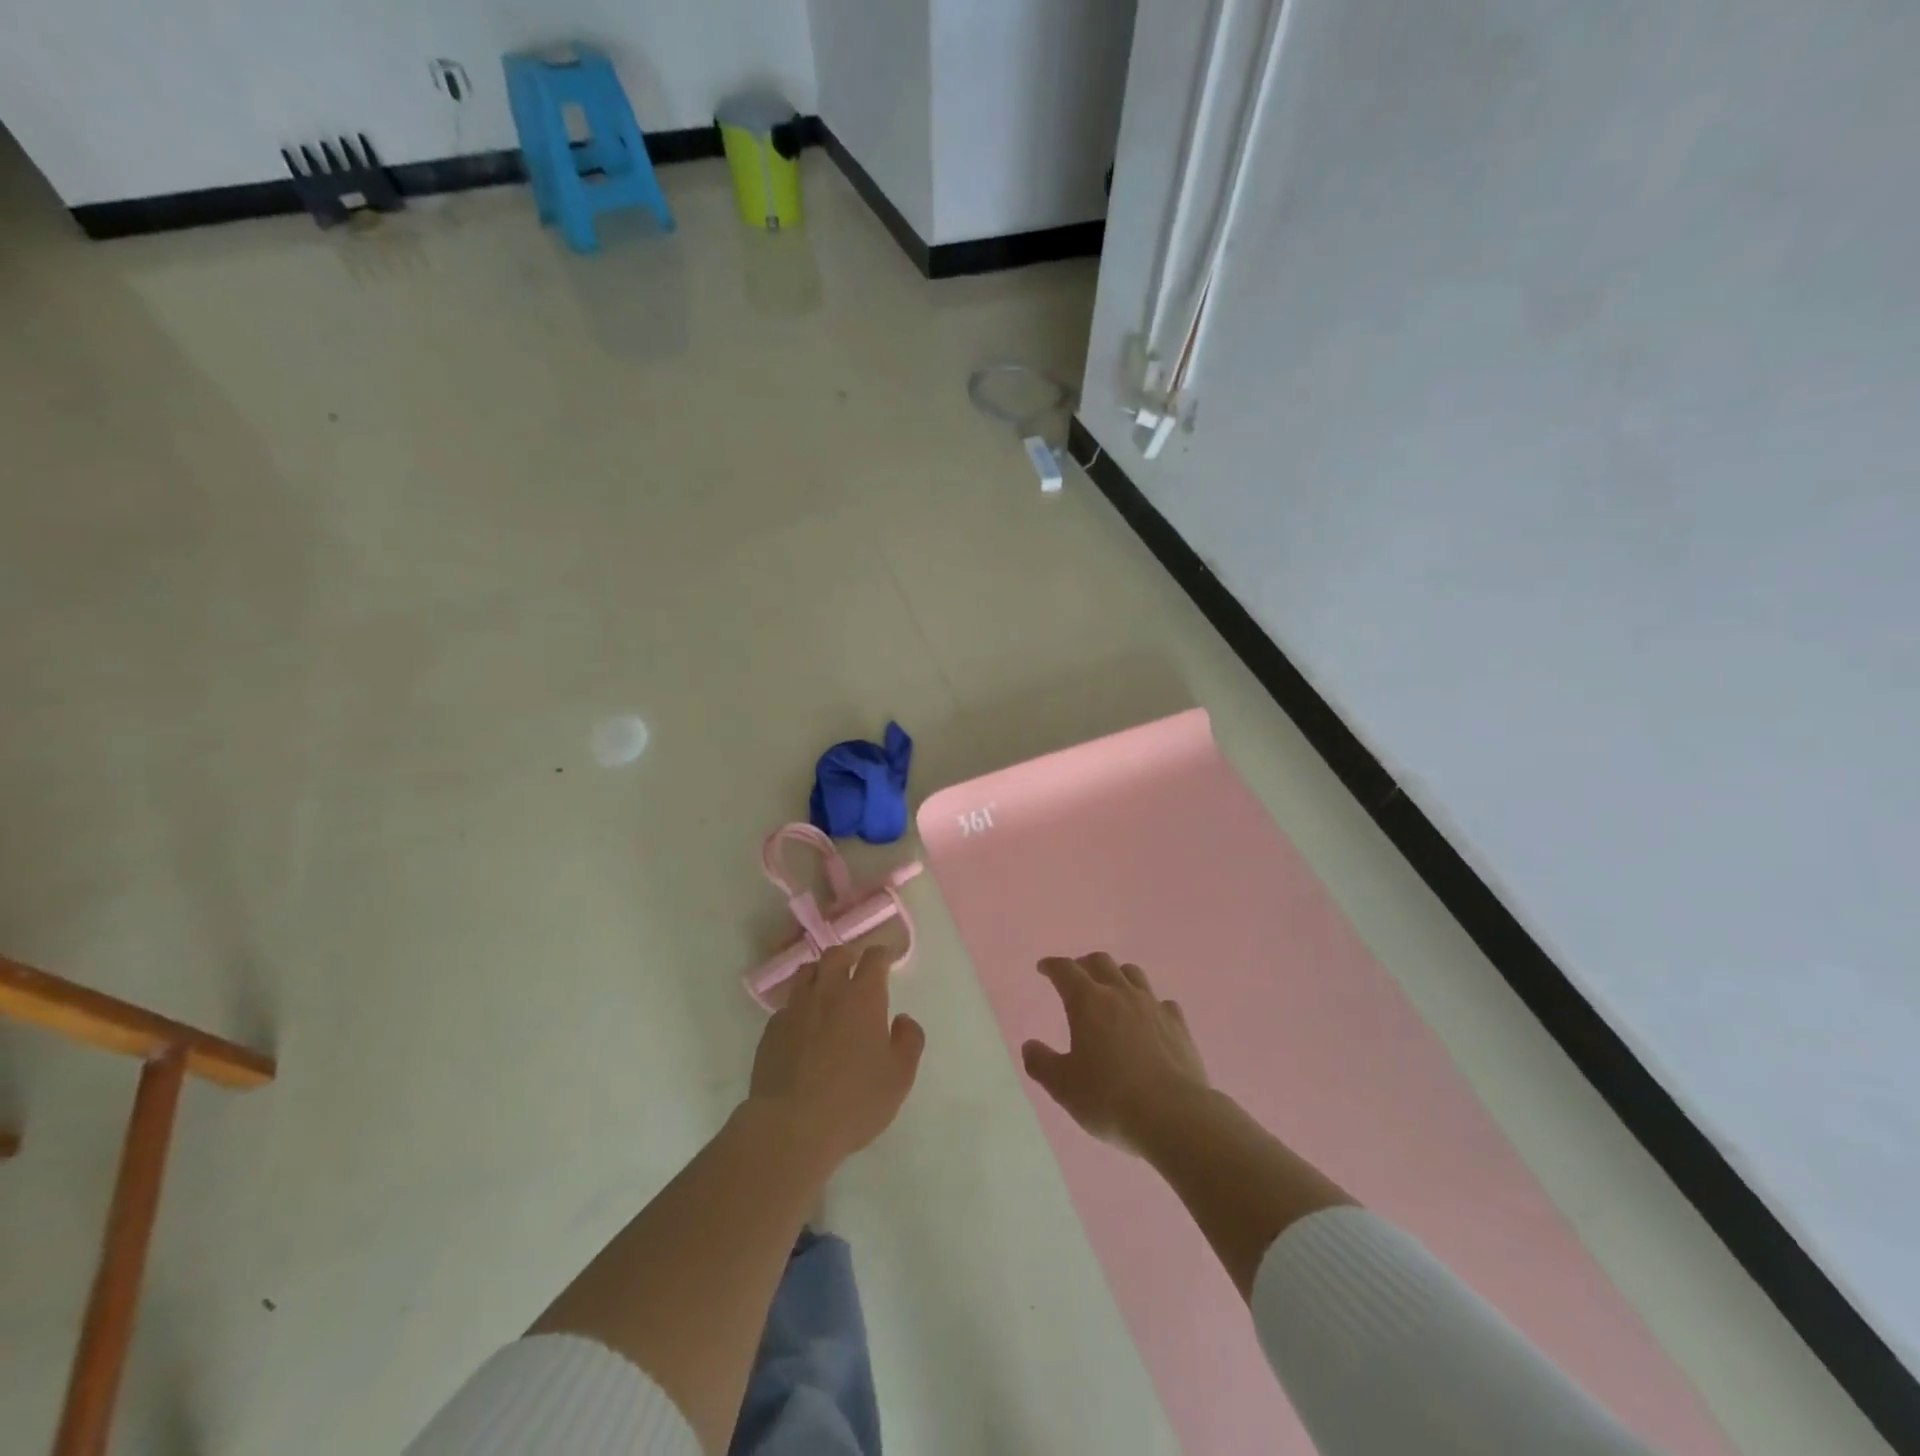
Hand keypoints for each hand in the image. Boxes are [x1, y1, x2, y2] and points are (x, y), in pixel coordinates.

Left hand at [749, 944, 925, 1170]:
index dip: (883, 953)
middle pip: (835, 955)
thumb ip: (909, 1040)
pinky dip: (799, 1006)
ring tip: (827, 989)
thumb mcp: (899, 1077)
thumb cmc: (854, 1101)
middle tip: (856, 967)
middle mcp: (827, 992)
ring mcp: (795, 1009)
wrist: (791, 1127)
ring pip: (806, 973)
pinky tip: (803, 1025)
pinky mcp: (771, 1030)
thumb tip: (903, 1019)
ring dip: (820, 974)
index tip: (888, 957)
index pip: (874, 958)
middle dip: (849, 955)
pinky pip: (787, 1005)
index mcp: (863, 998)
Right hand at [1022, 953, 1208, 1153]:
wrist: (1174, 1116)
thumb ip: (1042, 1063)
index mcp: (1088, 1002)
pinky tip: (1149, 1018)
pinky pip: (1162, 1002)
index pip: (1065, 970)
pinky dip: (1150, 1004)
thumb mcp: (1063, 1087)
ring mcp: (1153, 1006)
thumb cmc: (1110, 1099)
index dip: (1052, 965)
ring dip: (1117, 975)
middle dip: (1084, 964)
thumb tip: (1029, 1045)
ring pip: (1133, 974)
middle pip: (1101, 962)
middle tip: (1076, 976)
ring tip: (1112, 990)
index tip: (1044, 968)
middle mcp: (1120, 994)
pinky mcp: (1178, 1025)